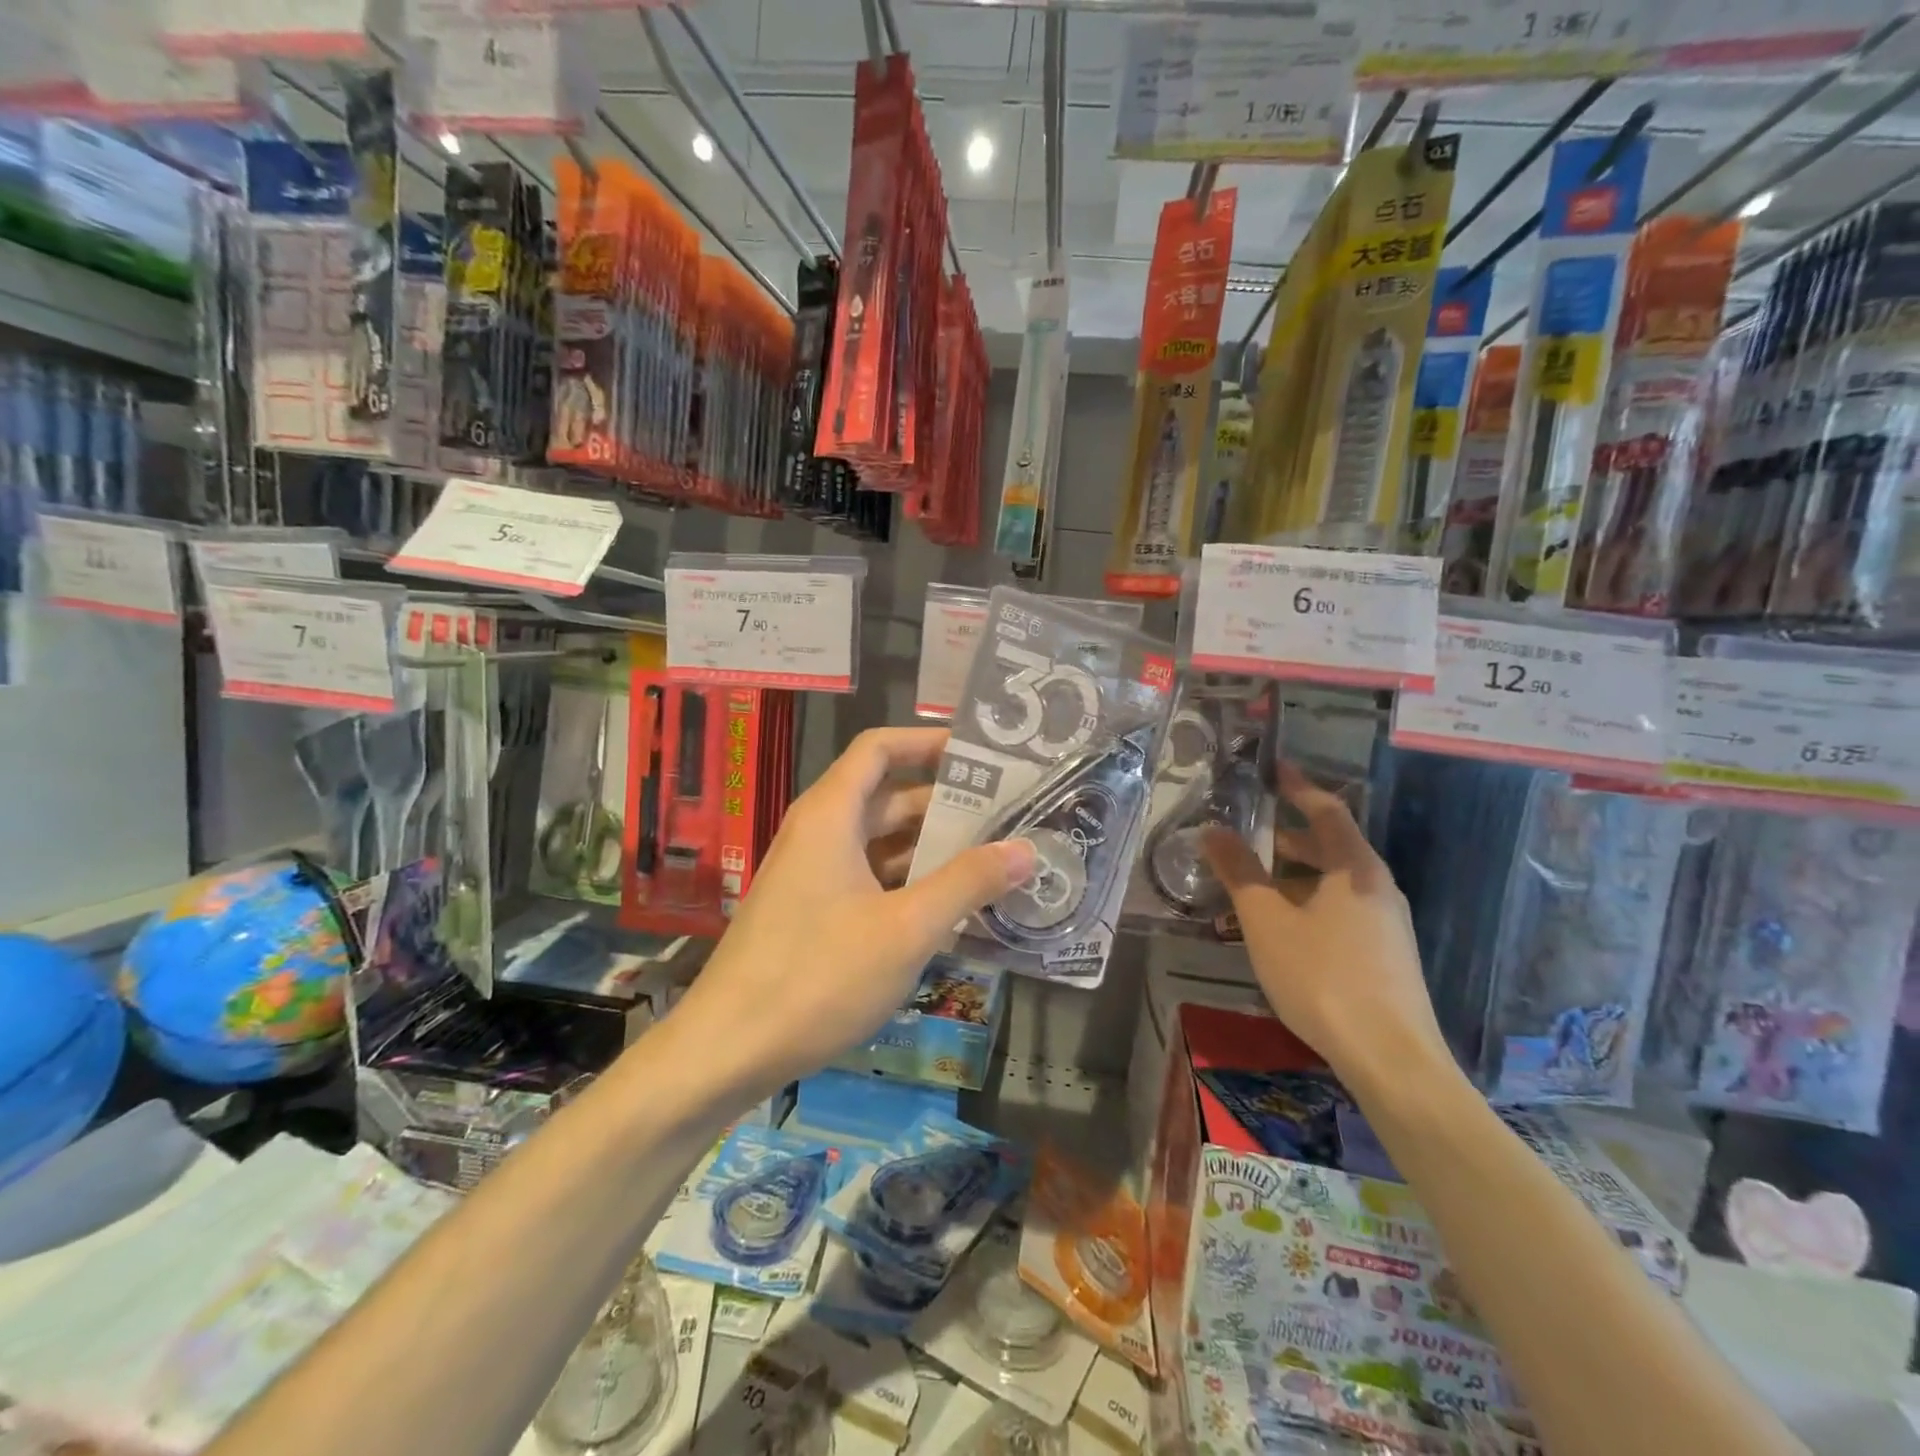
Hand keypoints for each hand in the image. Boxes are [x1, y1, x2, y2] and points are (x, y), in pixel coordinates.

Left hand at [669, 728, 1036, 1099]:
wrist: (727, 1050)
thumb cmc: (818, 976)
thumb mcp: (906, 928)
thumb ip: (967, 883)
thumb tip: (1026, 849)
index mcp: (831, 814)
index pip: (880, 748)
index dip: (928, 742)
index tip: (981, 755)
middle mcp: (819, 833)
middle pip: (887, 797)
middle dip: (945, 802)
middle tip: (1008, 814)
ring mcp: (813, 875)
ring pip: (880, 843)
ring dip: (931, 848)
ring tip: (994, 858)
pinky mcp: (813, 913)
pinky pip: (869, 879)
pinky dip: (909, 883)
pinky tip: (952, 908)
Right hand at [1202, 763, 1450, 1097]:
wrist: (1391, 1059)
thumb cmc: (1322, 976)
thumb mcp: (1266, 920)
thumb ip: (1239, 871)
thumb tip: (1213, 831)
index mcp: (1356, 868)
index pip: (1326, 811)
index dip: (1298, 787)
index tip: (1274, 769)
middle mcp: (1378, 888)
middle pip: (1331, 847)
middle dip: (1287, 837)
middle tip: (1247, 832)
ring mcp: (1387, 924)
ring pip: (1333, 883)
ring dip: (1293, 876)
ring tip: (1251, 884)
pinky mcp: (1385, 956)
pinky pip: (1340, 911)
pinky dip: (1307, 904)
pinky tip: (1280, 929)